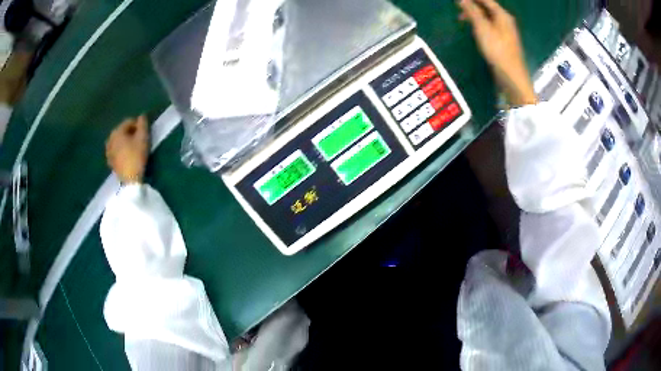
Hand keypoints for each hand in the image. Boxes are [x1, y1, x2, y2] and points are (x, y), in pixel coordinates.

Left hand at [106, 115, 148, 183]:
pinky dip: (122, 150)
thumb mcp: (143, 138)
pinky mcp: (110, 160)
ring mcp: (108, 150)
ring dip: (126, 141)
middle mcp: (110, 138)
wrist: (130, 180)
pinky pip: (116, 150)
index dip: (138, 124)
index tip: (145, 132)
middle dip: (131, 133)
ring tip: (134, 147)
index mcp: (117, 131)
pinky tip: (128, 155)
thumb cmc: (137, 156)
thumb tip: (142, 115)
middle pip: (123, 131)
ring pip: (119, 141)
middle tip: (140, 139)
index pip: (129, 121)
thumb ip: (143, 124)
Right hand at [458, 0, 536, 104]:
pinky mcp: (504, 43)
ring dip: (475, 16)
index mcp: (503, 15)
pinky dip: (480, 25)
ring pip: (488, 18)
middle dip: (473, 6)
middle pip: (488, 8)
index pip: (487, 0)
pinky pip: (490, 27)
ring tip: (462, 19)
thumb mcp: (483, 28)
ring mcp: (506, 33)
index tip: (459, 0)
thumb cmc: (498, 50)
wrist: (512, 77)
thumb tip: (463, 0)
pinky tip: (474, 30)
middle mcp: (506, 21)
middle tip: (458, 8)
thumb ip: (473, 12)